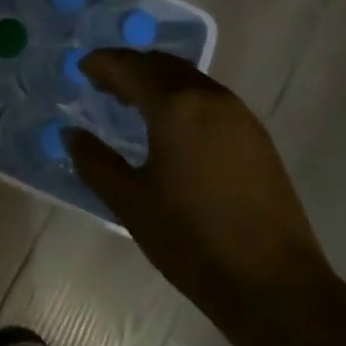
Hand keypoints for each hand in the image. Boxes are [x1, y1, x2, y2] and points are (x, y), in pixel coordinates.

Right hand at [65, 50, 330, 337]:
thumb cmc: (192, 240)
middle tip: (103, 84)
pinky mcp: (256, 134)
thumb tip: (71, 134)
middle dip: (130, 67)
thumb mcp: (132, 204)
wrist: (274, 282)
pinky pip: (209, 97)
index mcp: (175, 107)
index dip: (103, 64)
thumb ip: (96, 163)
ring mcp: (238, 113)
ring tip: (133, 102)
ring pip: (188, 78)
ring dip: (157, 80)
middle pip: (161, 64)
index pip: (130, 67)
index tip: (82, 68)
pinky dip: (182, 96)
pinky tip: (172, 125)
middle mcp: (209, 97)